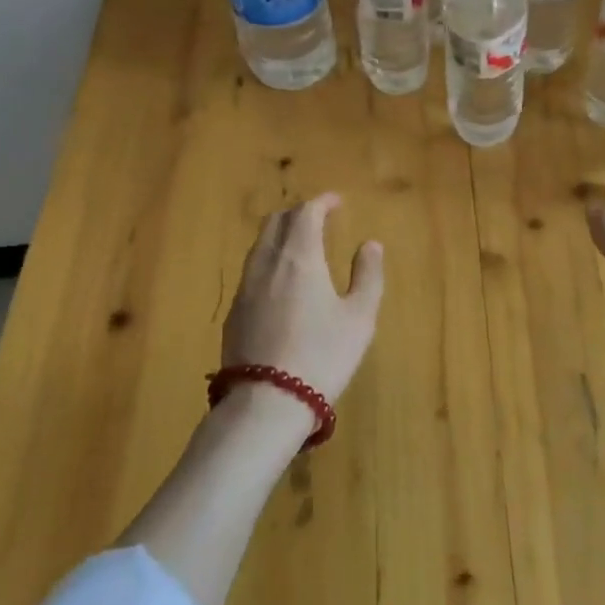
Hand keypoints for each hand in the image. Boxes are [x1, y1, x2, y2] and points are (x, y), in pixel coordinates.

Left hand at [220, 193, 384, 442]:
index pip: (305, 213)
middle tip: (318, 218)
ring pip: (260, 245)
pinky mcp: (234, 313)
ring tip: (300, 246)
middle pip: (276, 222)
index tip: (336, 201)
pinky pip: (252, 270)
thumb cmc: (323, 355)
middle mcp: (267, 263)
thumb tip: (370, 245)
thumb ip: (368, 276)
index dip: (321, 202)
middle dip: (298, 213)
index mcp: (299, 257)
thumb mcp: (359, 318)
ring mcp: (245, 288)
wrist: (267, 402)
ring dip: (280, 235)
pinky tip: (280, 282)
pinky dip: (269, 261)